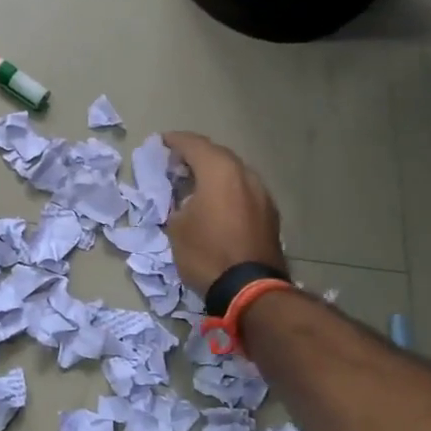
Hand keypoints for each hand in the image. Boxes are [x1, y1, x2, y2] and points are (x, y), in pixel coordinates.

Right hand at [161, 132, 287, 298]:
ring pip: (234, 174)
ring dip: (214, 175)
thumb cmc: (206, 253)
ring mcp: (262, 194)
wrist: (250, 289)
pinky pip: (244, 192)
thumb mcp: (177, 227)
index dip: (175, 141)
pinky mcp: (270, 214)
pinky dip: (228, 191)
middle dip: (196, 156)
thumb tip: (185, 198)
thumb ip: (177, 202)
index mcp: (219, 170)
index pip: (193, 144)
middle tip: (176, 164)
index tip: (161, 142)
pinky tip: (216, 204)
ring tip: (195, 184)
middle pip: (217, 155)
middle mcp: (245, 174)